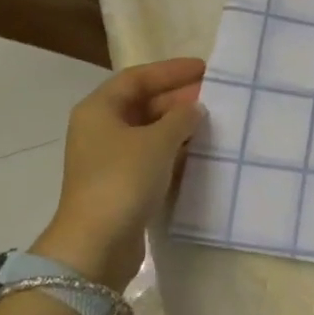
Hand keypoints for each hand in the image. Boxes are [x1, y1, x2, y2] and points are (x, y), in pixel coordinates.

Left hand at [33, 58, 205, 288]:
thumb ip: (181, 118)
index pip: (138, 77)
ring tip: (214, 123)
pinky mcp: (120, 185)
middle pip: (143, 104)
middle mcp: (100, 129)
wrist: (97, 245)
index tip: (205, 69)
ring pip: (149, 132)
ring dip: (179, 127)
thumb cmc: (123, 180)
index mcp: (99, 109)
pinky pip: (151, 158)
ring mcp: (109, 159)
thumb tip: (194, 108)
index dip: (171, 71)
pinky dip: (173, 152)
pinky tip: (200, 153)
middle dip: (179, 100)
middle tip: (216, 98)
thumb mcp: (157, 142)